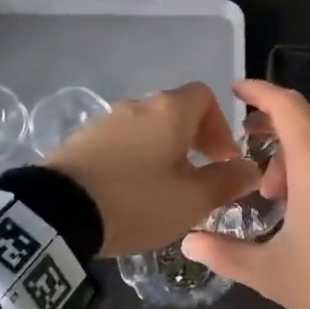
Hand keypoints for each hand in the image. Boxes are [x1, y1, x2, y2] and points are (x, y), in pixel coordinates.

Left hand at [45, 82, 260, 256]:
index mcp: (169, 111)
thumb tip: (251, 169)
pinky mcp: (80, 140)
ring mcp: (105, 120)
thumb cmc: (137, 201)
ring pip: (146, 128)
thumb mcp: (192, 200)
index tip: (221, 160)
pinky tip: (128, 192)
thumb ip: (226, 182)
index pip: (205, 96)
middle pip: (175, 112)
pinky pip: (119, 143)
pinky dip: (133, 159)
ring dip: (162, 151)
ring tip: (162, 190)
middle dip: (193, 141)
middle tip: (197, 177)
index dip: (220, 125)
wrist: (58, 212)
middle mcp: (138, 105)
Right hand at [183, 80, 309, 308]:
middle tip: (244, 144)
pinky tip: (302, 203)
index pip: (286, 105)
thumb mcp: (270, 272)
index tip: (235, 90)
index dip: (258, 91)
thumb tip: (189, 242)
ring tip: (271, 192)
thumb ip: (225, 253)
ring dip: (292, 151)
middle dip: (271, 124)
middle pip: (305, 117)